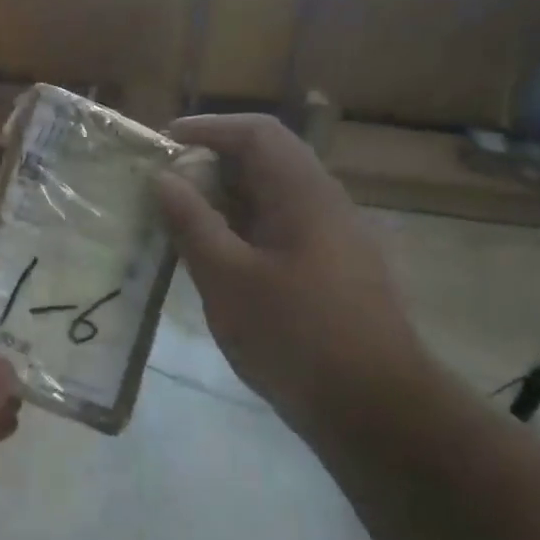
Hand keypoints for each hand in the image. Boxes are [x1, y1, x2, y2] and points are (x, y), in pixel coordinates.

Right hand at [154, 114, 424, 436]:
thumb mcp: (228, 279)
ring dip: (225, 200)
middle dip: (211, 165)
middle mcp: (325, 205)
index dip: (208, 128)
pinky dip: (242, 231)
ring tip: (179, 221)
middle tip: (164, 187)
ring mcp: (333, 240)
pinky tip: (216, 261)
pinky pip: (280, 231)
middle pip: (266, 162)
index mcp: (305, 194)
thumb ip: (193, 223)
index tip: (163, 142)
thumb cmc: (296, 337)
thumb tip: (164, 177)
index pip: (257, 133)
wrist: (376, 410)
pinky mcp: (332, 272)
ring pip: (272, 199)